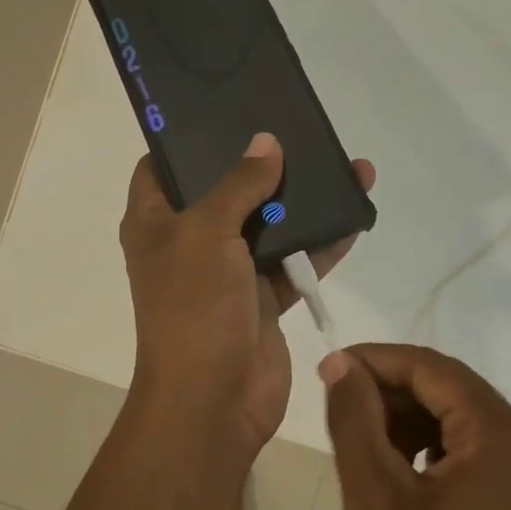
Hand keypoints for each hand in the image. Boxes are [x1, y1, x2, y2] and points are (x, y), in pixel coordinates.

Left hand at [121, 134, 373, 458]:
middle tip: (298, 126)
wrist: (214, 401)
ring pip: (267, 224)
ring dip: (303, 200)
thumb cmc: (193, 307)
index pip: (162, 167)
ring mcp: (227, 272)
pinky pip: (295, 260)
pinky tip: (355, 214)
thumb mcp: (207, 233)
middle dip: (260, 163)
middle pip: (224, 190)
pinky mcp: (262, 298)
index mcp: (155, 223)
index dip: (186, 138)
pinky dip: (322, 242)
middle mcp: (188, 242)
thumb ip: (238, 184)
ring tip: (344, 165)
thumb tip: (266, 143)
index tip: (224, 109)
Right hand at [321, 344, 510, 509]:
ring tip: (358, 437)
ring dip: (406, 417)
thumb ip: (355, 419)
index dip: (377, 360)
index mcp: (505, 440)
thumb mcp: (374, 499)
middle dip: (391, 389)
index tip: (327, 368)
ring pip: (458, 419)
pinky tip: (392, 466)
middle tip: (336, 405)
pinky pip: (470, 452)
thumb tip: (340, 363)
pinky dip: (427, 447)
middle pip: (451, 390)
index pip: (435, 370)